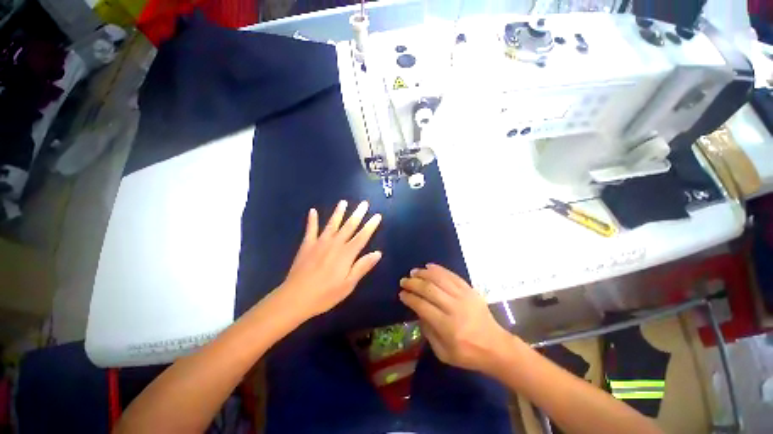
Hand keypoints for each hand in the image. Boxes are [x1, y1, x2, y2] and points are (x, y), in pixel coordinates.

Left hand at [278, 200, 381, 320]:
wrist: (295, 298)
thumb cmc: (325, 294)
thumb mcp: (348, 284)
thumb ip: (362, 267)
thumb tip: (378, 253)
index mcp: (346, 254)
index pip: (362, 236)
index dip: (371, 226)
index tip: (377, 215)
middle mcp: (335, 244)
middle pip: (349, 226)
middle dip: (358, 214)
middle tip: (364, 203)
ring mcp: (319, 243)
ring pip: (332, 224)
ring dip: (338, 212)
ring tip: (343, 202)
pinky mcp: (307, 245)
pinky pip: (310, 229)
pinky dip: (312, 220)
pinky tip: (312, 211)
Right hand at [399, 264, 512, 374]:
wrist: (496, 346)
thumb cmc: (467, 353)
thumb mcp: (443, 353)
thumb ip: (428, 332)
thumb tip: (418, 312)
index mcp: (447, 326)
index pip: (422, 306)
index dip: (410, 298)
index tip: (402, 294)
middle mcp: (454, 308)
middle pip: (429, 289)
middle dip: (413, 283)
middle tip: (403, 281)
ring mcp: (463, 296)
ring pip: (439, 279)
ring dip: (424, 273)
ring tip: (414, 271)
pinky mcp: (469, 290)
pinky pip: (452, 275)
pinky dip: (439, 269)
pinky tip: (429, 266)